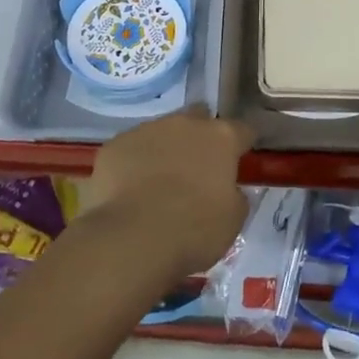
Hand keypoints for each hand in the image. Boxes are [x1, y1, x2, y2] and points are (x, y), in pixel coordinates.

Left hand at [78, 105, 253, 276]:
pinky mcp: (115, 145)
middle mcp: (184, 123)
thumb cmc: (193, 230)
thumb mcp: (233, 219)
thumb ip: (234, 194)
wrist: (132, 239)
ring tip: (159, 183)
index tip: (240, 161)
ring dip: (166, 150)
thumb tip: (227, 188)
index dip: (242, 145)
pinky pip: (131, 149)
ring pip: (162, 132)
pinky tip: (131, 190)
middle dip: (201, 137)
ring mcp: (146, 130)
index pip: (242, 131)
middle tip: (198, 168)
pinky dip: (135, 164)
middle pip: (199, 118)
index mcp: (220, 138)